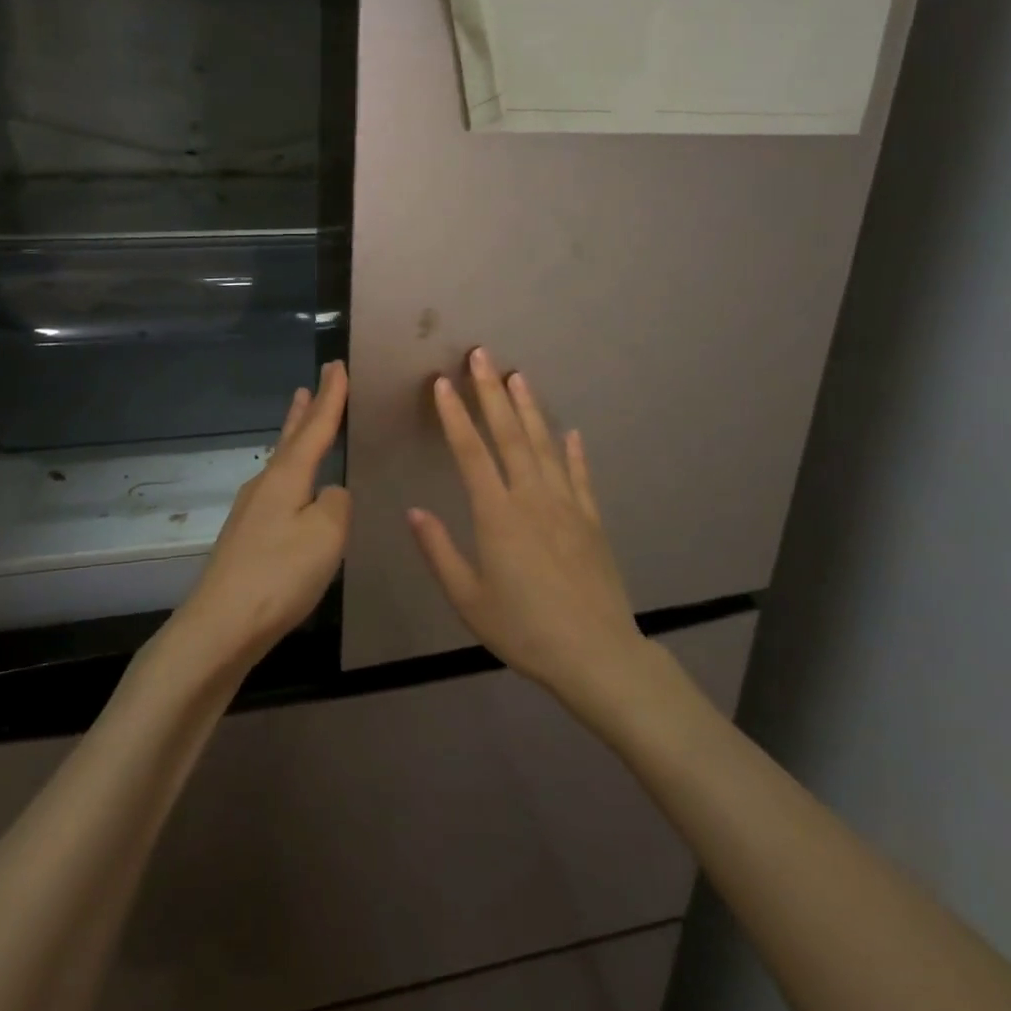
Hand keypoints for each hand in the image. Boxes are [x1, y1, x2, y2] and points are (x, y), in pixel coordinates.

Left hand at [176, 361, 351, 666]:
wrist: (221, 626)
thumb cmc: (279, 574)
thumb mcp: (326, 534)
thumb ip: (336, 503)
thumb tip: (329, 494)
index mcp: (287, 477)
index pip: (315, 426)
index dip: (331, 396)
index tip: (337, 365)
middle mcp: (265, 485)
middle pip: (290, 438)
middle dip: (305, 411)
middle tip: (313, 383)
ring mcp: (251, 512)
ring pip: (281, 463)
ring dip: (294, 438)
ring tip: (301, 419)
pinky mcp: (247, 538)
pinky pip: (277, 490)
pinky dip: (291, 473)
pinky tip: (294, 489)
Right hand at [407, 348, 647, 701]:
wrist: (596, 654)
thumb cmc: (523, 629)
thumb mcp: (468, 599)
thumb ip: (439, 551)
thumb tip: (414, 511)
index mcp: (497, 514)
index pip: (470, 452)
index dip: (454, 415)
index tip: (442, 382)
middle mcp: (532, 498)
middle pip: (510, 434)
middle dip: (492, 392)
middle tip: (482, 355)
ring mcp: (566, 505)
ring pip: (545, 445)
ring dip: (530, 408)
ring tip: (518, 377)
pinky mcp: (592, 520)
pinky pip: (580, 476)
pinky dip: (574, 452)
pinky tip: (572, 433)